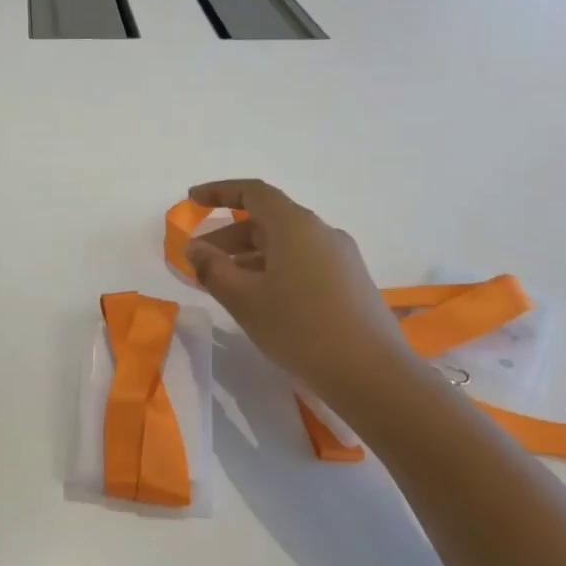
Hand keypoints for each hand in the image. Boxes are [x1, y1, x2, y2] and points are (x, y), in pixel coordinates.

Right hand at [185, 179, 420, 412]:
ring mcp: (340, 257)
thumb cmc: (300, 328)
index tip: (192, 200)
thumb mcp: (244, 299)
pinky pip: (301, 263)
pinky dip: (272, 270)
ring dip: (249, 257)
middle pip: (267, 221)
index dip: (219, 192)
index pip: (253, 192)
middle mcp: (321, 232)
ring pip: (284, 245)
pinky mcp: (349, 282)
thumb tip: (195, 249)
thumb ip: (213, 269)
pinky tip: (260, 300)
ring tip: (224, 285)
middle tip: (198, 260)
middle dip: (228, 236)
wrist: (372, 374)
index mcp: (295, 225)